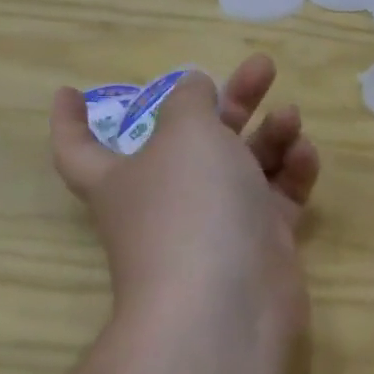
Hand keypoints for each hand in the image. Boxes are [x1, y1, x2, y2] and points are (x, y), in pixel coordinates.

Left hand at [51, 55, 319, 345]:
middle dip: (230, 100)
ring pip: (243, 165)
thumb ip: (190, 101)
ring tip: (290, 115)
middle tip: (262, 68)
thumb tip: (193, 88)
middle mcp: (167, 198)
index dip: (70, 120)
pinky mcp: (260, 242)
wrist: (228, 305)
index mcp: (123, 175)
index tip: (69, 91)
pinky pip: (275, 196)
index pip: (79, 148)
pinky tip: (304, 153)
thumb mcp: (186, 133)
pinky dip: (290, 172)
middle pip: (194, 139)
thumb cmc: (190, 205)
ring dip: (268, 134)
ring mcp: (216, 223)